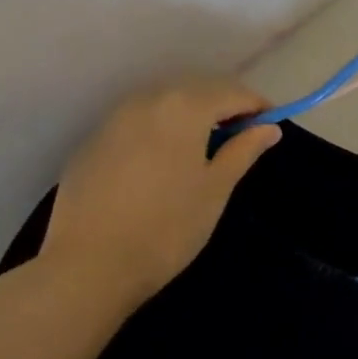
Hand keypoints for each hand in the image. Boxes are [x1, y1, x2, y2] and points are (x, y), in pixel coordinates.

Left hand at [40, 80, 279, 312]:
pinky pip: (135, 123)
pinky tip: (159, 163)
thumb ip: (244, 150)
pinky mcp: (91, 143)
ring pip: (163, 103)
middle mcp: (148, 100)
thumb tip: (270, 127)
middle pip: (197, 90)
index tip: (270, 125)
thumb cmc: (166, 228)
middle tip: (240, 136)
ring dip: (188, 116)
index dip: (256, 106)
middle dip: (222, 106)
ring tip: (201, 148)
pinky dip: (157, 131)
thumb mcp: (216, 189)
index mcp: (185, 107)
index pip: (232, 92)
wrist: (87, 268)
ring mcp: (114, 119)